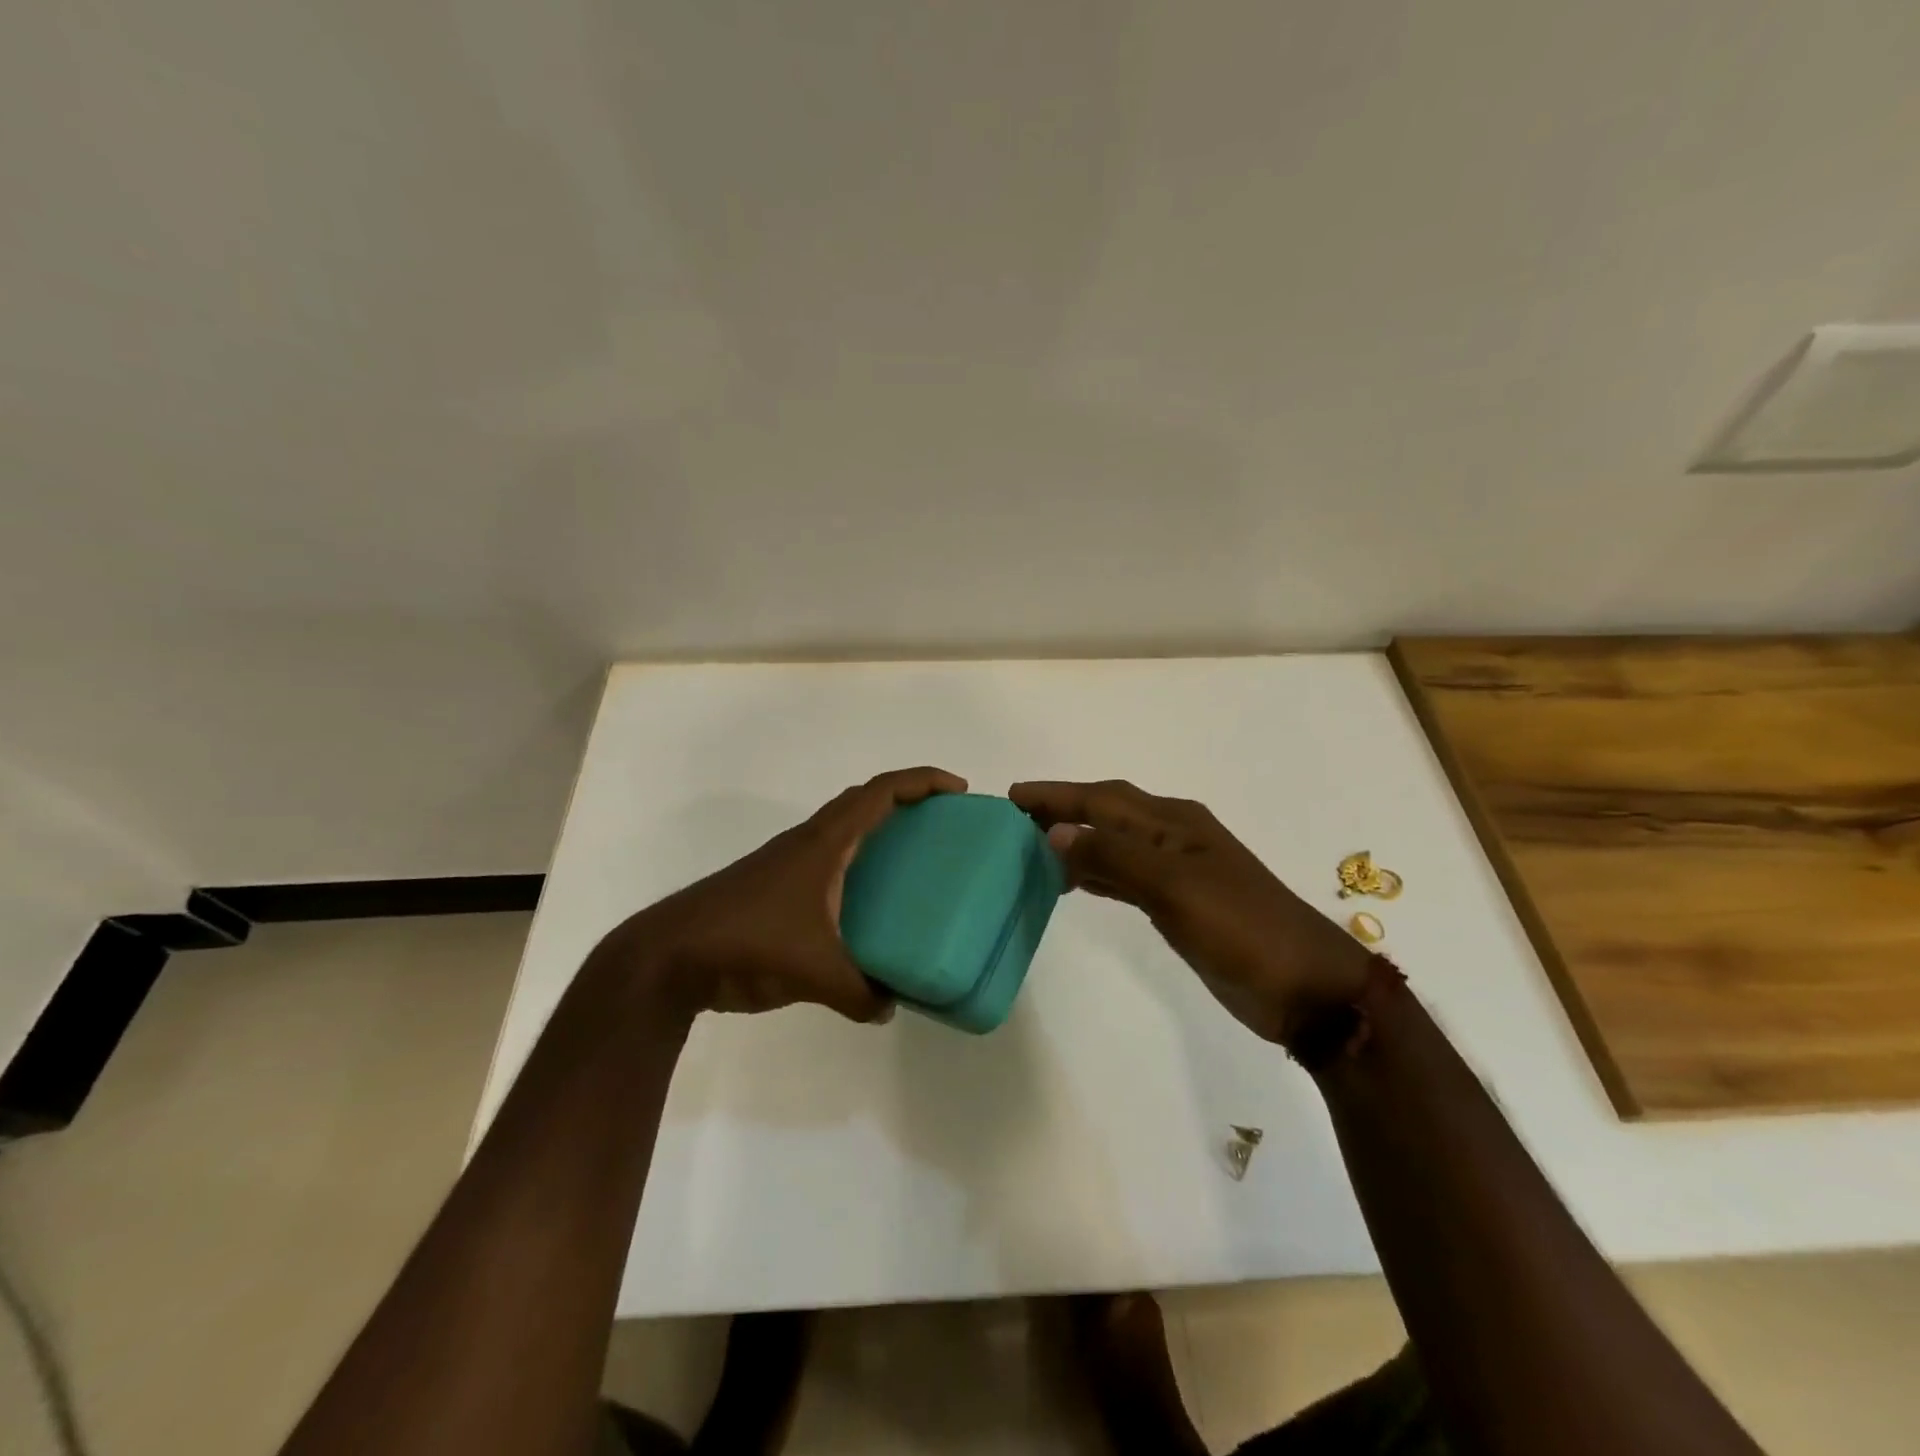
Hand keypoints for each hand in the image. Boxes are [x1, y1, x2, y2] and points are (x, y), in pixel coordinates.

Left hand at [607, 766, 967, 1022]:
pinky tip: (864, 908)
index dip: (922, 782)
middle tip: (943, 824)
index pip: (880, 793)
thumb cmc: (745, 943)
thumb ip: (859, 992)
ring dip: (878, 830)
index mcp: (823, 844)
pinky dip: (855, 866)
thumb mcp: (812, 972)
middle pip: (864, 801)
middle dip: (907, 800)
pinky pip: (828, 861)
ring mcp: (786, 864)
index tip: (958, 790)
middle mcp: (807, 843)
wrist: (668, 956)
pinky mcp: (774, 888)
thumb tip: (892, 1006)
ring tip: (913, 862)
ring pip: (843, 829)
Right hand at [1009, 779, 1371, 1042]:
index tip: (1012, 796)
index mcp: (1174, 822)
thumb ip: (1115, 856)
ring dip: (1075, 840)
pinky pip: (1123, 875)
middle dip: (1062, 810)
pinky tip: (1073, 881)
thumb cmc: (1241, 928)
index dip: (1057, 796)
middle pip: (1106, 813)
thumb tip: (1057, 832)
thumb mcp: (1175, 887)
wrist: (1305, 987)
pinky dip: (1095, 872)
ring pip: (1114, 843)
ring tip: (1032, 846)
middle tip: (1014, 819)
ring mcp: (1178, 871)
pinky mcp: (1179, 903)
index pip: (1101, 799)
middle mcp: (1173, 837)